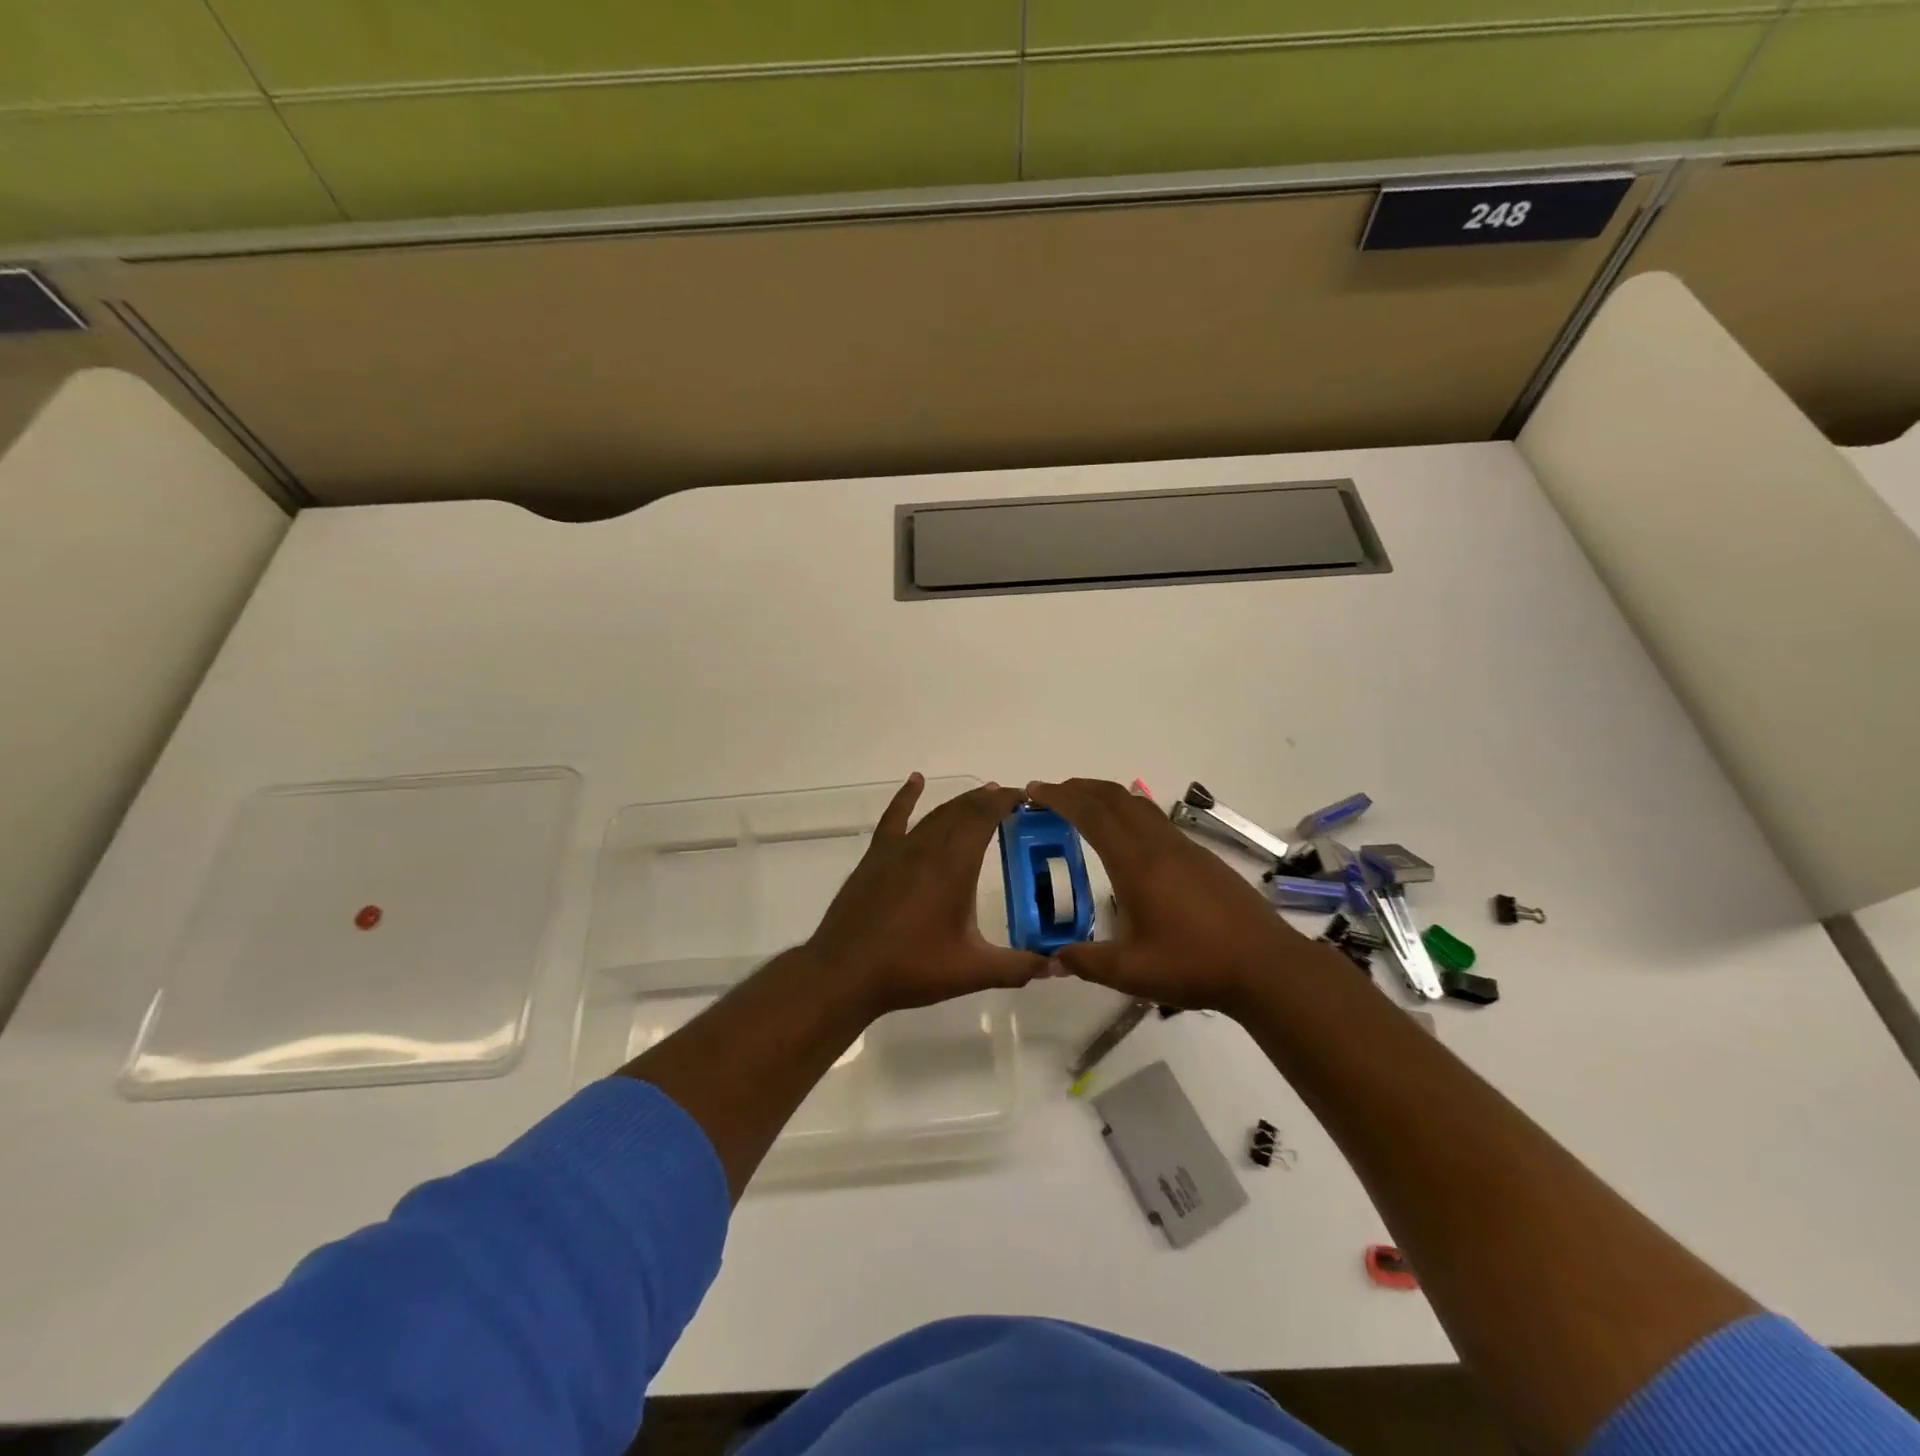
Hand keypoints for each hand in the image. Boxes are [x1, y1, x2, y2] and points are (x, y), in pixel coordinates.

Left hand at [806, 774, 1047, 1014]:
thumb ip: (1018, 967)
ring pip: (935, 814)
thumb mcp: (972, 971)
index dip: (1005, 801)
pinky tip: (916, 782)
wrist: (845, 972)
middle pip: (962, 810)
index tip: (1024, 796)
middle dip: (987, 800)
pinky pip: (894, 818)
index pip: (984, 817)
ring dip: (960, 802)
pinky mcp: (875, 858)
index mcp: (954, 866)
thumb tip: (1059, 966)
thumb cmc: (911, 968)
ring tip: (981, 795)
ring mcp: (898, 850)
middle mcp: (928, 847)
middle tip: (1009, 798)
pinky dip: (906, 797)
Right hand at [1025, 777, 1326, 1014]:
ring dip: (1106, 798)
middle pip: (1114, 797)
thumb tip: (1052, 958)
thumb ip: (1087, 962)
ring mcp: (1184, 848)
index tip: (1033, 790)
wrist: (1266, 966)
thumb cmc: (1195, 965)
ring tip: (1084, 808)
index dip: (1059, 797)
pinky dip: (1129, 813)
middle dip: (1079, 787)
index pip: (1091, 815)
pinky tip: (1128, 840)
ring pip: (1138, 805)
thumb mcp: (1131, 972)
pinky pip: (1156, 820)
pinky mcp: (1202, 859)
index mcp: (1136, 863)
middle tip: (1051, 793)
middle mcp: (1159, 845)